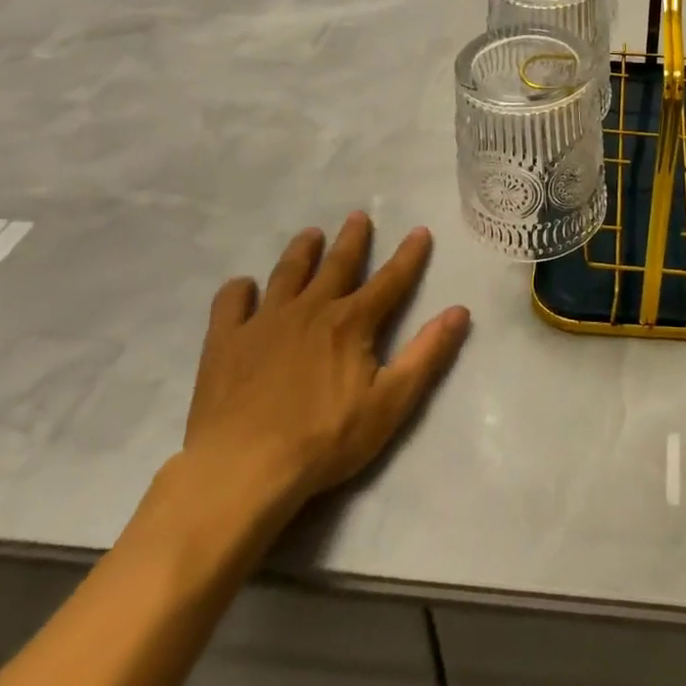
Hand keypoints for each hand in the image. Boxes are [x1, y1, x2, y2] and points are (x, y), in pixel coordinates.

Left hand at [181, 213, 469, 534]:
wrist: (241, 469)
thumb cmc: (323, 440)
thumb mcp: (390, 403)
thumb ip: (427, 354)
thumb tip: (459, 310)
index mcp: (352, 322)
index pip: (390, 280)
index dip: (409, 255)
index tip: (420, 231)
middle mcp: (311, 309)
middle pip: (337, 265)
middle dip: (352, 240)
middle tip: (357, 216)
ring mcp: (264, 322)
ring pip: (287, 274)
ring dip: (301, 252)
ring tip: (310, 235)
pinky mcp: (225, 342)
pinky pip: (230, 304)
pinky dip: (238, 291)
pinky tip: (242, 286)